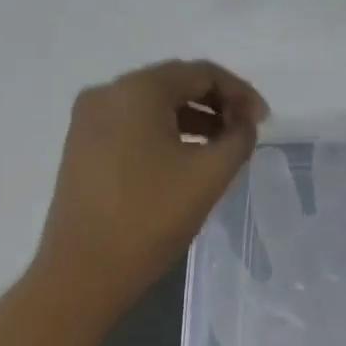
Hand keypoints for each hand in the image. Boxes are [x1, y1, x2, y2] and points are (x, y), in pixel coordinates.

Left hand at [33, 59, 268, 310]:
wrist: (83, 272)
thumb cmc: (151, 217)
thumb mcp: (209, 174)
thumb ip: (239, 137)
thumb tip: (242, 122)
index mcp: (137, 90)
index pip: (200, 73)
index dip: (240, 92)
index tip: (263, 122)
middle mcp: (107, 93)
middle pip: (174, 83)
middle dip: (216, 103)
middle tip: (245, 131)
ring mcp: (88, 120)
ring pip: (153, 105)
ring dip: (192, 118)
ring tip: (221, 147)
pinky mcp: (82, 146)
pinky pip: (133, 124)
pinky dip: (165, 132)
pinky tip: (186, 158)